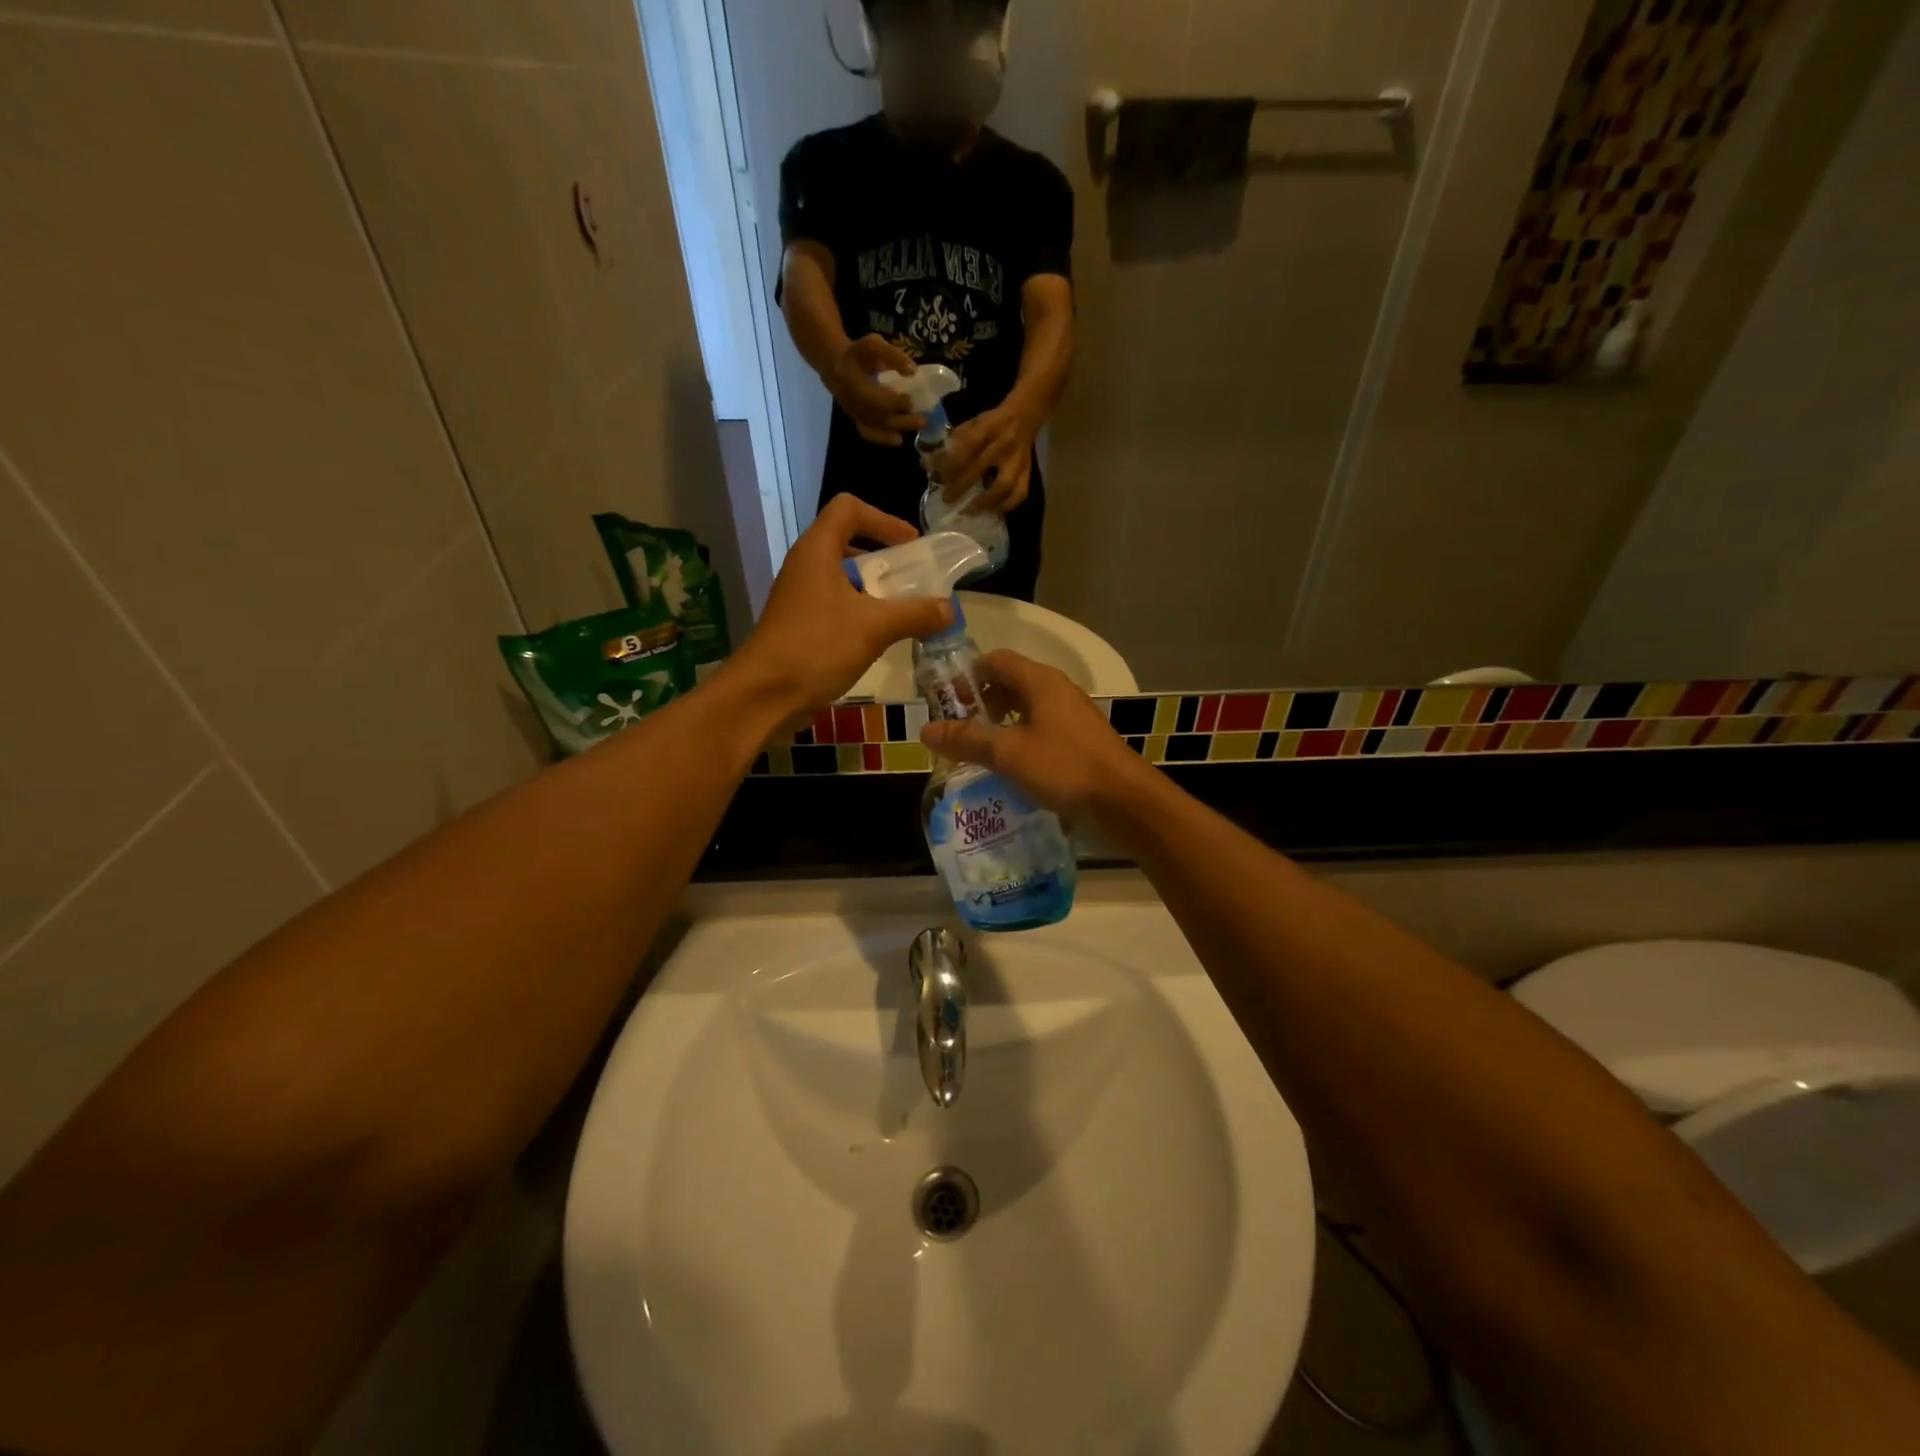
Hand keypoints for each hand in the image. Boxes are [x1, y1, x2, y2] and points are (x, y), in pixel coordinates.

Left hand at [732, 495, 952, 712]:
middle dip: (884, 560)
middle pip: (848, 543)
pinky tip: (880, 640)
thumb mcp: (875, 627)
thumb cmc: (817, 647)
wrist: (764, 695)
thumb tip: (950, 609)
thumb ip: (916, 614)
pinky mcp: (799, 627)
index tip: (910, 545)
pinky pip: (836, 608)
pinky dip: (861, 614)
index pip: (849, 509)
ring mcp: (800, 598)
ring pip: (843, 580)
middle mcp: (805, 567)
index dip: (883, 519)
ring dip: (875, 591)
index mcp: (817, 551)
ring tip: (903, 612)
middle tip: (913, 580)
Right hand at [829, 335, 925, 446]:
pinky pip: (869, 433)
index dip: (894, 402)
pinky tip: (898, 439)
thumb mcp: (873, 345)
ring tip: (917, 428)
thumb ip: (893, 357)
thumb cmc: (858, 354)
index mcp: (853, 381)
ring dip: (897, 428)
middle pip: (878, 416)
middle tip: (923, 420)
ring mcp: (854, 413)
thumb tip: (913, 372)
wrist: (835, 366)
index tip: (911, 400)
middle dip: (902, 419)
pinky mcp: (856, 420)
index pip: (875, 398)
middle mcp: (852, 402)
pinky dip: (883, 438)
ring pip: (876, 427)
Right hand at [919, 651, 1155, 824]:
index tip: (945, 701)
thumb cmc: (1064, 767)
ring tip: (977, 749)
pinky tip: (1008, 767)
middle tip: (956, 728)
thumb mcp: (1008, 753)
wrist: (1124, 801)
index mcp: (1041, 681)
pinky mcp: (1080, 742)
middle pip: (1011, 683)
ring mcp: (1072, 717)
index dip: (967, 675)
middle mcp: (1058, 691)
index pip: (996, 660)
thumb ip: (967, 739)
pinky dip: (1020, 741)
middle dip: (981, 702)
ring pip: (1027, 709)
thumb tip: (925, 729)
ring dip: (1000, 724)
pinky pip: (1042, 731)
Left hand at [936, 405, 1037, 513]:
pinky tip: (993, 512)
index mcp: (987, 428)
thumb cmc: (992, 422)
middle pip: (980, 468)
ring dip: (985, 502)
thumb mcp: (972, 424)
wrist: (1024, 417)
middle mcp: (1003, 444)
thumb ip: (953, 443)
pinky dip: (1006, 506)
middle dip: (960, 486)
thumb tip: (927, 465)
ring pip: (1003, 485)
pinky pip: (1019, 493)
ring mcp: (1018, 461)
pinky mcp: (1027, 472)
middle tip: (947, 499)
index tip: (937, 476)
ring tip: (969, 511)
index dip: (950, 464)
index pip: (966, 448)